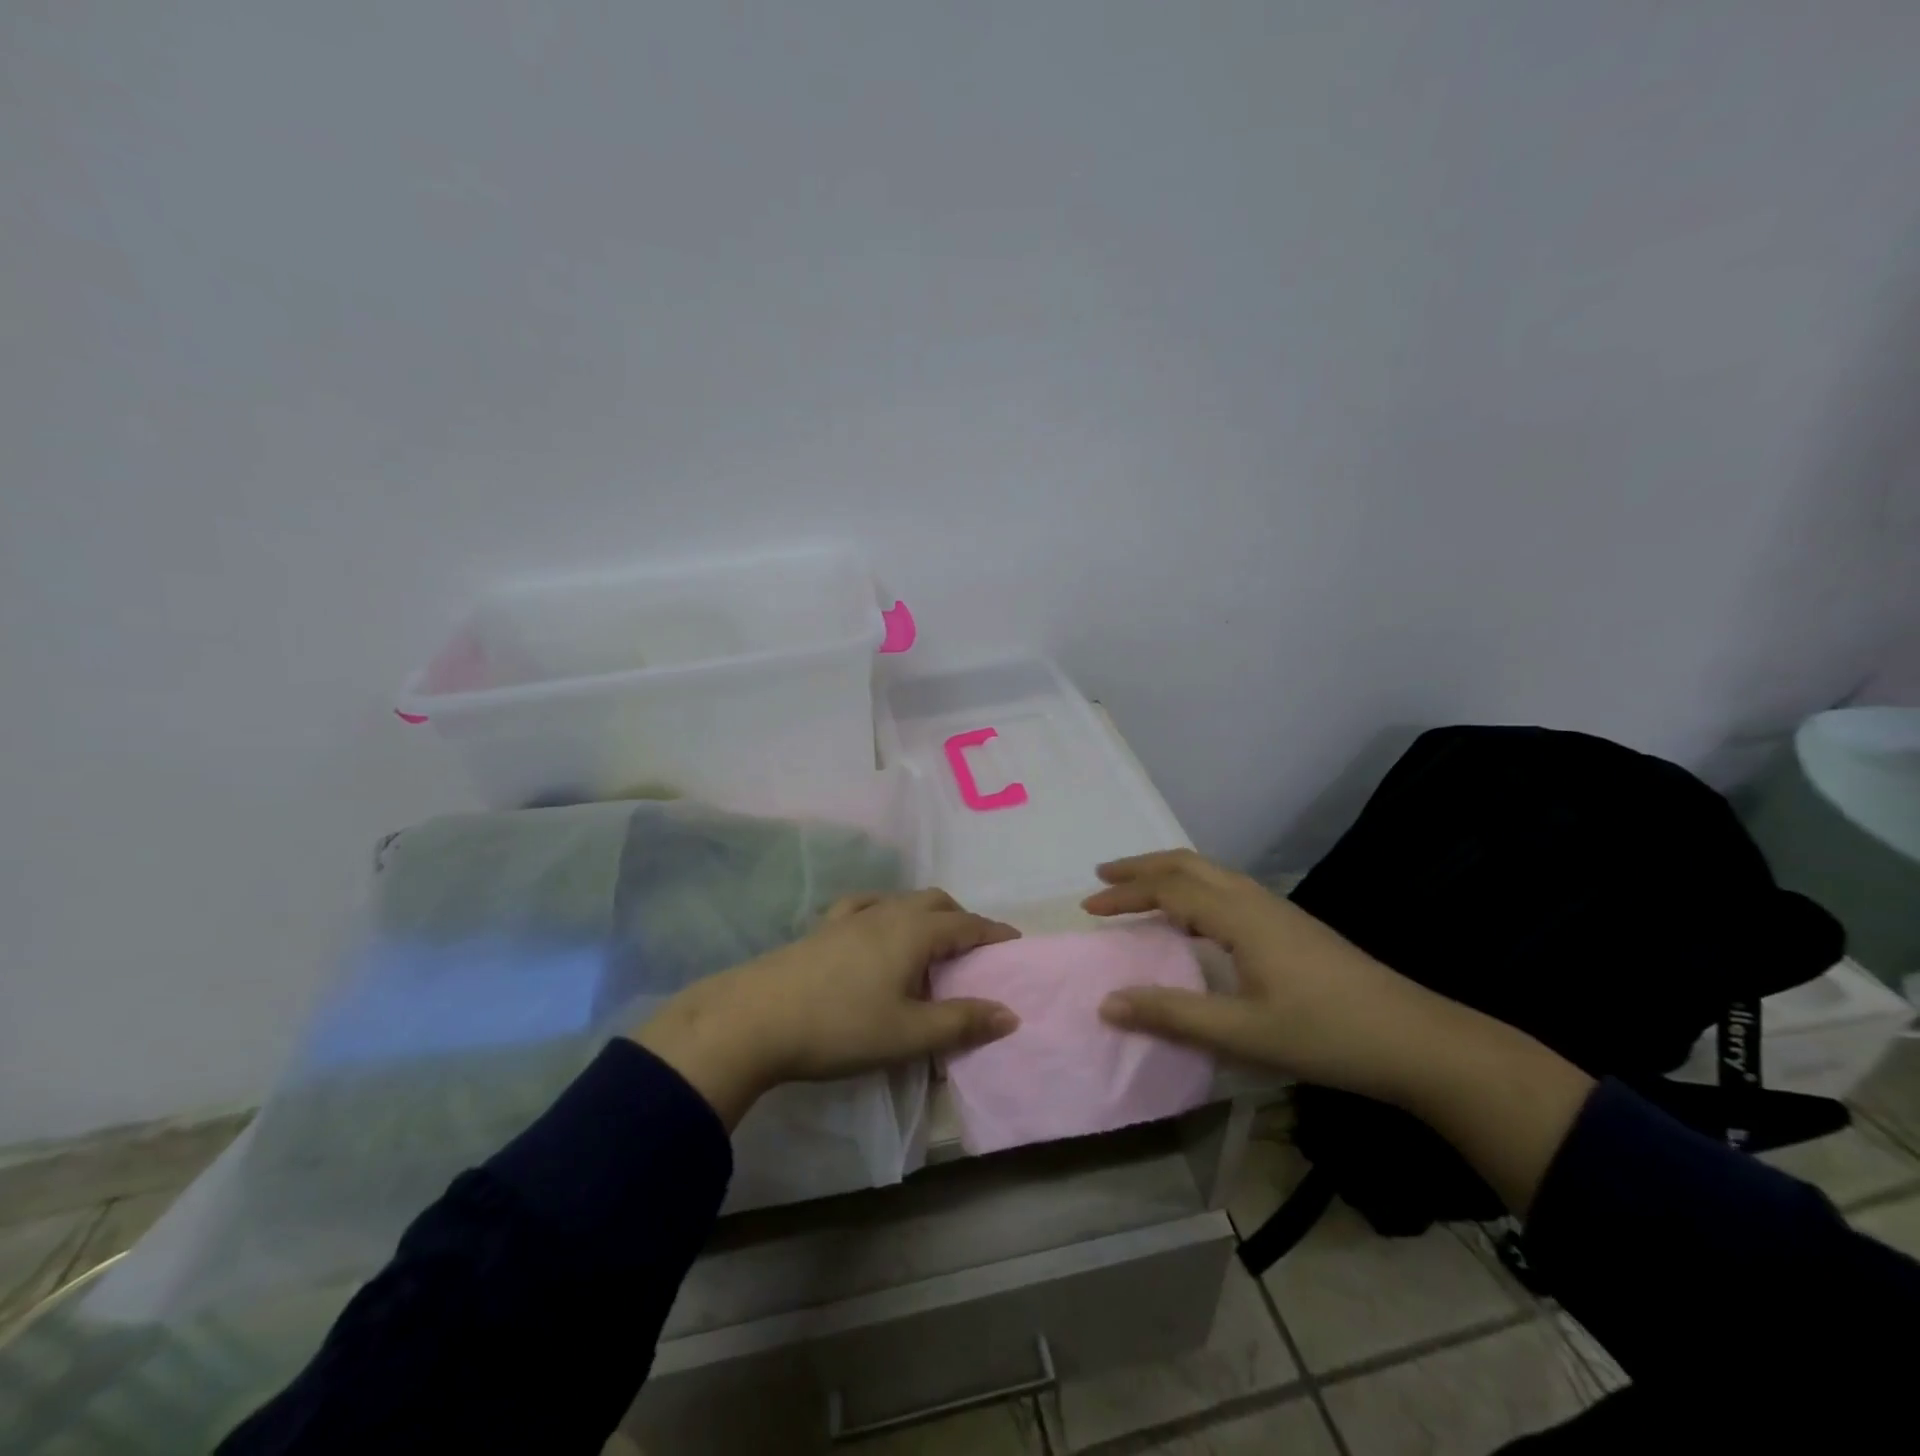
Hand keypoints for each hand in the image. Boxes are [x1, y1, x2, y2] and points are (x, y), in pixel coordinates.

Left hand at [629, 890, 1019, 1125]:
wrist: (755, 1018)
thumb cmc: (840, 1027)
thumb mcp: (908, 1034)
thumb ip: (961, 1022)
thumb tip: (1009, 1013)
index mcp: (914, 932)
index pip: (967, 924)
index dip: (994, 933)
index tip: (1015, 943)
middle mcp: (887, 912)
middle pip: (936, 902)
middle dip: (962, 919)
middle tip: (975, 950)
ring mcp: (851, 916)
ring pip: (902, 901)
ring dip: (926, 915)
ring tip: (931, 944)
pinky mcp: (823, 927)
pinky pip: (865, 906)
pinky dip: (886, 911)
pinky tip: (876, 929)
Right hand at [1083, 850, 1592, 1214]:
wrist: (1417, 1040)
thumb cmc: (1327, 1035)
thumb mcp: (1243, 1033)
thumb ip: (1173, 1014)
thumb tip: (1107, 1002)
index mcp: (1239, 917)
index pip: (1168, 889)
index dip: (1125, 894)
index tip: (1088, 908)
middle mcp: (1255, 900)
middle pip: (1188, 864)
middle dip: (1141, 867)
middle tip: (1103, 877)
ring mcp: (1278, 909)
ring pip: (1211, 872)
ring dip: (1168, 874)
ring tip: (1139, 890)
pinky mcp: (1292, 925)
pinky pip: (1227, 888)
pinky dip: (1193, 887)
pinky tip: (1195, 917)